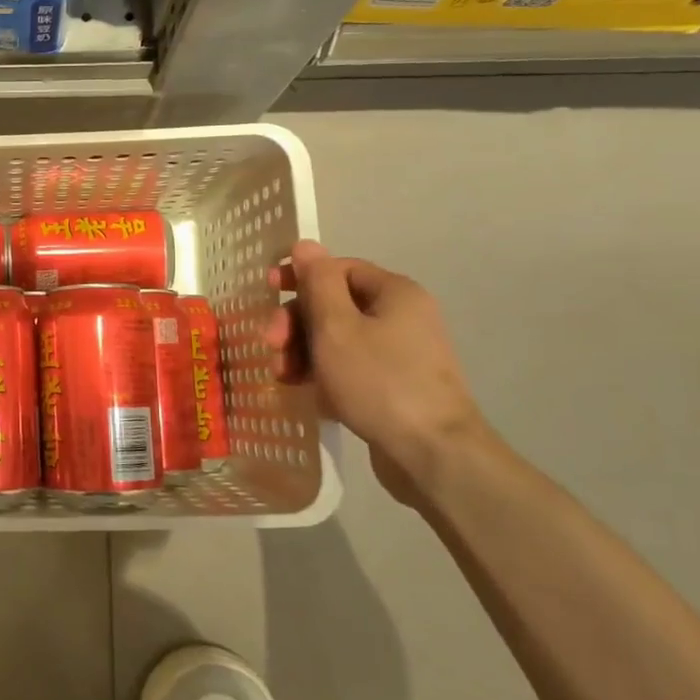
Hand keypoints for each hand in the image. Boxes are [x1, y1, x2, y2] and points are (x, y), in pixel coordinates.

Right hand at [265, 240, 488, 502]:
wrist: (433, 454)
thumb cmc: (379, 381)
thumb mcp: (336, 327)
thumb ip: (316, 283)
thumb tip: (305, 245)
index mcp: (394, 293)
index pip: (338, 268)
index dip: (299, 277)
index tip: (266, 291)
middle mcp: (403, 316)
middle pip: (335, 305)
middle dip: (296, 323)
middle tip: (270, 346)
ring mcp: (402, 354)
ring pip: (339, 339)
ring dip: (304, 351)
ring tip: (283, 377)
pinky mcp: (396, 386)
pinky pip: (351, 367)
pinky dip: (325, 374)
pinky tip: (306, 392)